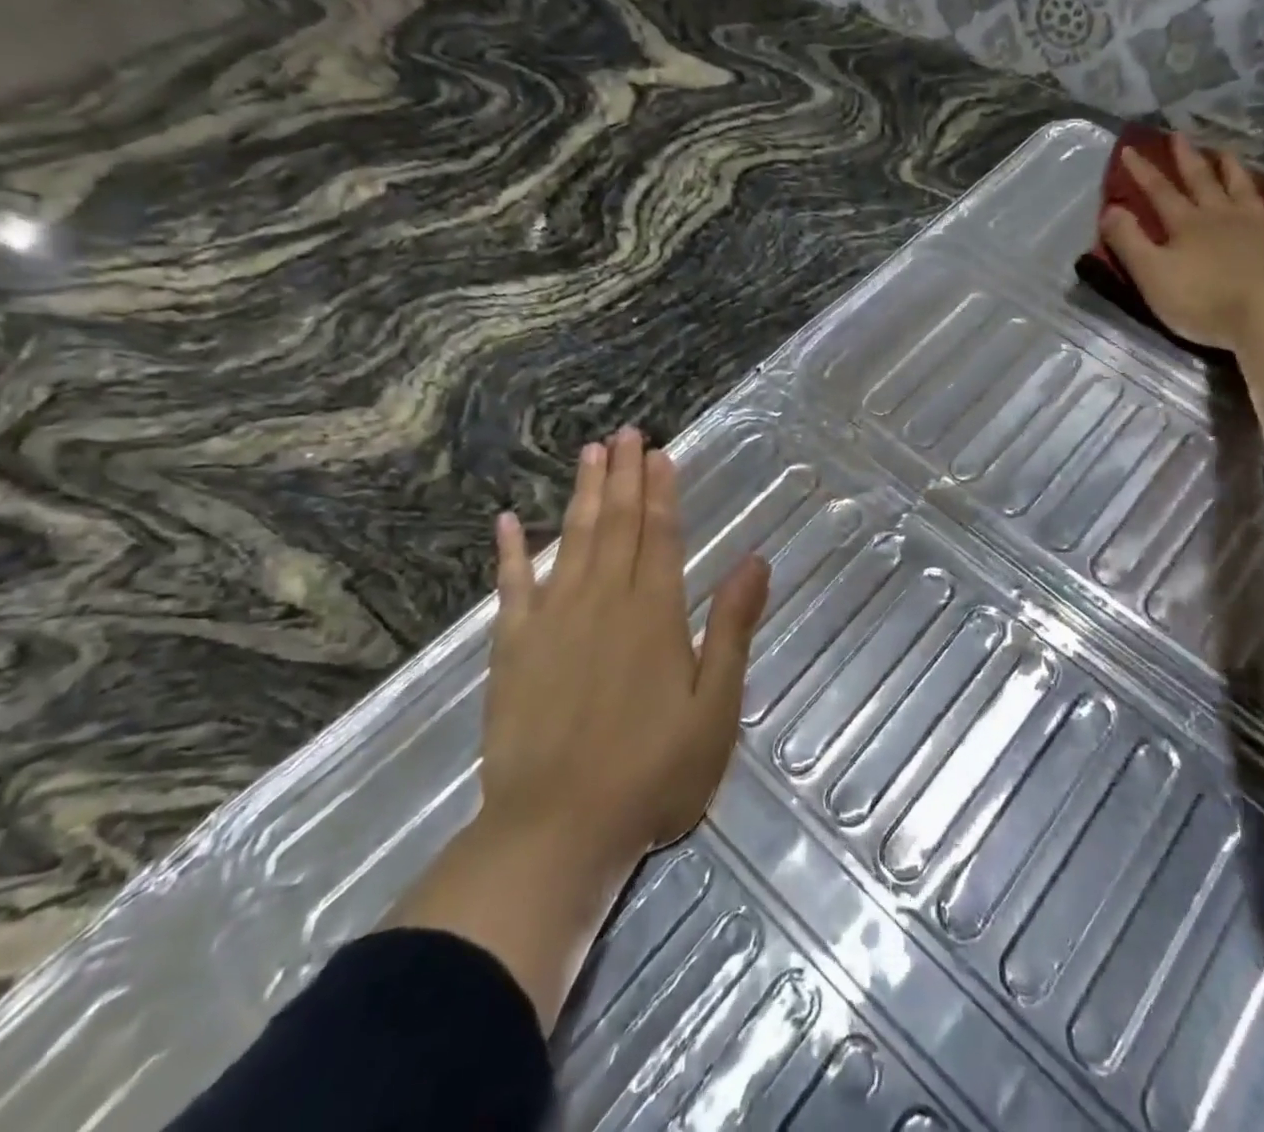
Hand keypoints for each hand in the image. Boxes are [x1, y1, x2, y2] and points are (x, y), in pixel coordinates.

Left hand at [390, 426, 769, 1029]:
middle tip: (625, 433)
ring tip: (589, 454)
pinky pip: (511, 588)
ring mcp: (552, 622)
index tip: (659, 452)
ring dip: (581, 495)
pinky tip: (508, 522)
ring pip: (571, 541)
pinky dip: (510, 553)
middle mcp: (603, 602)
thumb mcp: (715, 705)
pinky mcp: (512, 649)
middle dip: (622, 475)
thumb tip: (755, 560)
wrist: (557, 830)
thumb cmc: (652, 772)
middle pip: (615, 524)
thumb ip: (731, 627)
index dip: (660, 491)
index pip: (658, 534)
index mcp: (654, 613)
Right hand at [1100, 134, 1263, 352]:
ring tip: (1224, 151)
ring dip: (1232, 170)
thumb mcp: (1151, 274)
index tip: (1129, 149)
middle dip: (1187, 159)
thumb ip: (1129, 242)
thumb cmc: (1203, 299)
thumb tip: (1110, 209)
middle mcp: (1223, 217)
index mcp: (1186, 225)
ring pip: (1244, 190)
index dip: (1143, 172)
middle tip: (1178, 135)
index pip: (1159, 192)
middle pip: (1202, 182)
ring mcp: (1262, 227)